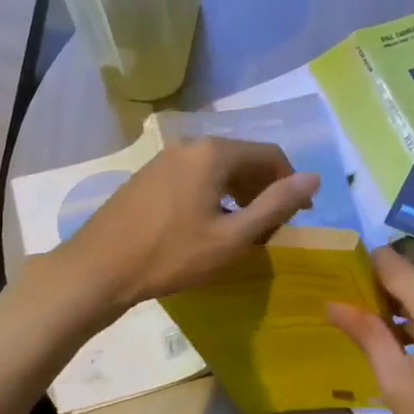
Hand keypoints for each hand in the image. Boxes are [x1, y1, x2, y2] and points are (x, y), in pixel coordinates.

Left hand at [51, 138, 318, 315]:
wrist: (99, 268)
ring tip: (242, 232)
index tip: (299, 216)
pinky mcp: (147, 177)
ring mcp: (164, 160)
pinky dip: (213, 196)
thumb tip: (313, 178)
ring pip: (217, 170)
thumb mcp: (232, 237)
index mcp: (214, 153)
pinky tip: (207, 227)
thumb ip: (275, 205)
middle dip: (264, 190)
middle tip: (271, 229)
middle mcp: (189, 146)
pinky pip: (193, 178)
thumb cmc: (171, 255)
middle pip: (242, 159)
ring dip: (239, 195)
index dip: (290, 184)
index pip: (269, 154)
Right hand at [328, 247, 413, 413]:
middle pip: (404, 276)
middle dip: (374, 293)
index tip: (335, 288)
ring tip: (362, 336)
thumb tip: (333, 304)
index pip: (388, 261)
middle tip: (343, 319)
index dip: (359, 269)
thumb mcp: (397, 379)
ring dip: (393, 310)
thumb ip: (367, 335)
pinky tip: (396, 348)